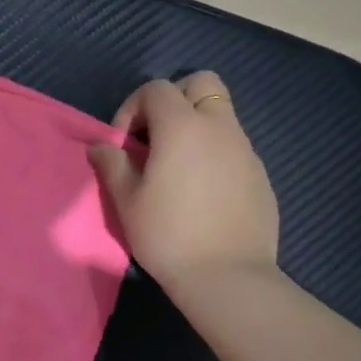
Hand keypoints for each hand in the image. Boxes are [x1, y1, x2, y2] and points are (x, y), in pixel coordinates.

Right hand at [88, 72, 278, 287]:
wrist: (228, 277)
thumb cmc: (168, 235)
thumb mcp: (127, 201)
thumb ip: (112, 164)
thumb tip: (100, 146)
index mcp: (183, 127)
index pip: (156, 89)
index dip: (133, 108)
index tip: (124, 144)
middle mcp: (219, 128)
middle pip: (201, 83)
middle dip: (174, 99)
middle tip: (156, 137)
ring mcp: (246, 150)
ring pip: (221, 115)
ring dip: (195, 127)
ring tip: (176, 167)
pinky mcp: (260, 175)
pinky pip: (234, 147)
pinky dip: (214, 153)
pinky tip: (202, 192)